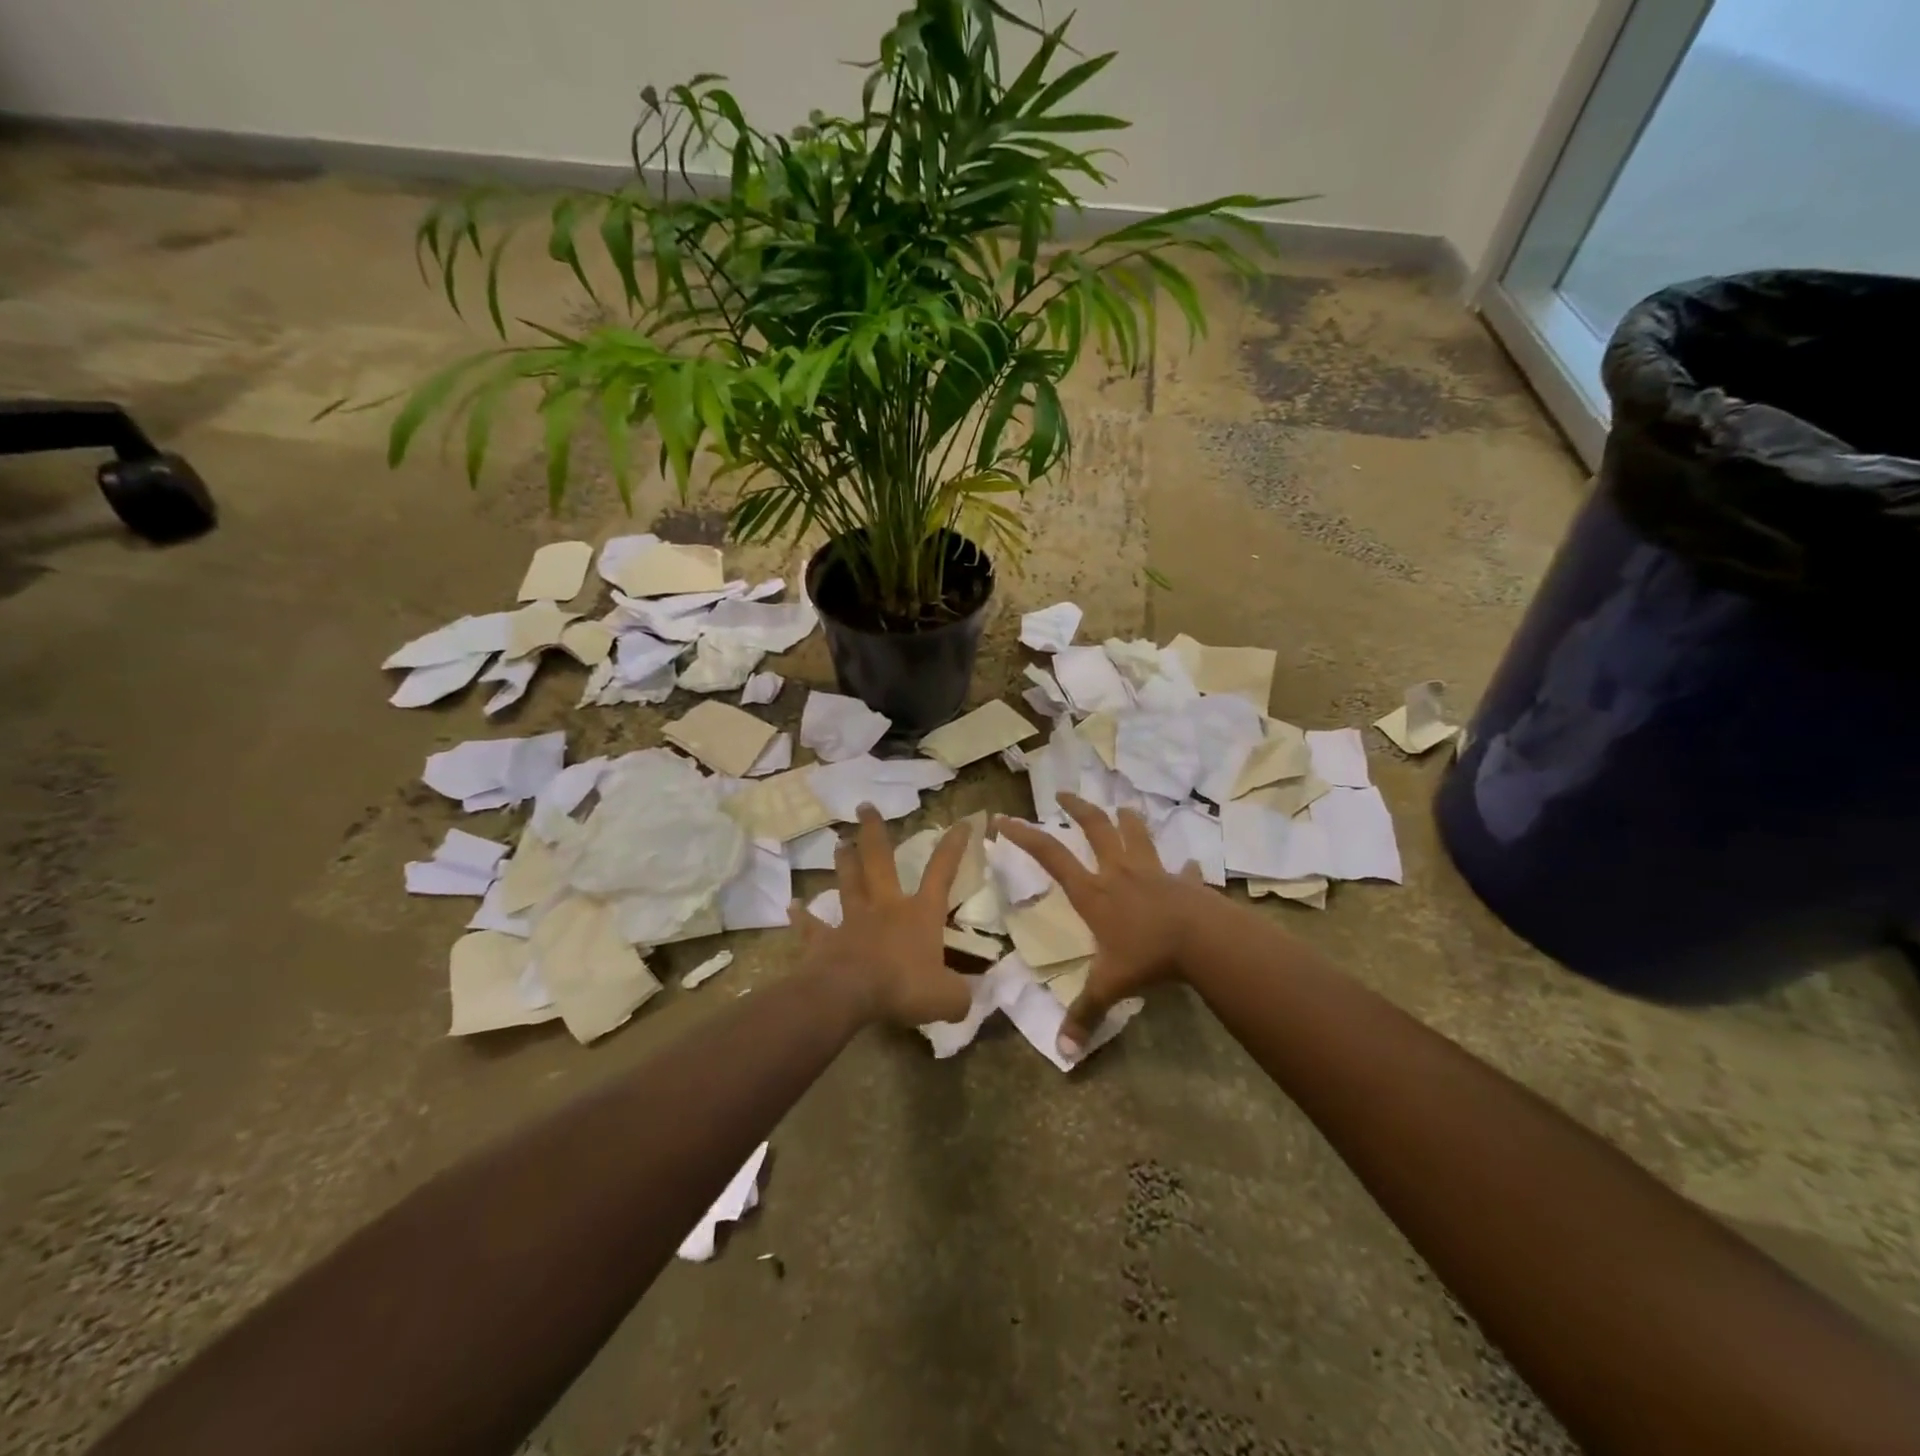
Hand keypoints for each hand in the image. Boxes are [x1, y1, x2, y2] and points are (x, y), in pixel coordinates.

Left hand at [798, 804, 972, 1027]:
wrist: (849, 995)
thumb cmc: (903, 987)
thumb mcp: (947, 998)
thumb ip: (960, 996)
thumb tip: (967, 999)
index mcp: (919, 914)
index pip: (941, 873)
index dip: (953, 847)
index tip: (960, 821)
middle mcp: (886, 907)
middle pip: (880, 861)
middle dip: (875, 832)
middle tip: (865, 807)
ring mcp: (852, 921)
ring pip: (848, 883)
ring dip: (845, 862)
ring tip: (840, 842)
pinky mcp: (825, 941)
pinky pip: (812, 926)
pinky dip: (802, 916)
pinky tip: (791, 906)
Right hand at [996, 794, 1210, 1057]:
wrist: (1204, 940)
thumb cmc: (1148, 957)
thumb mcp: (1110, 987)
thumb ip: (1085, 1014)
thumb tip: (1063, 1052)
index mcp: (1094, 893)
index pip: (1051, 856)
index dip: (1025, 836)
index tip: (1004, 819)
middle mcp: (1119, 873)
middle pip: (1095, 829)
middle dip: (1078, 809)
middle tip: (1063, 794)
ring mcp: (1154, 873)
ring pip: (1137, 835)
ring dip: (1128, 820)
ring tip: (1122, 807)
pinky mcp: (1184, 882)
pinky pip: (1183, 870)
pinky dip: (1184, 866)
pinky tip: (1190, 865)